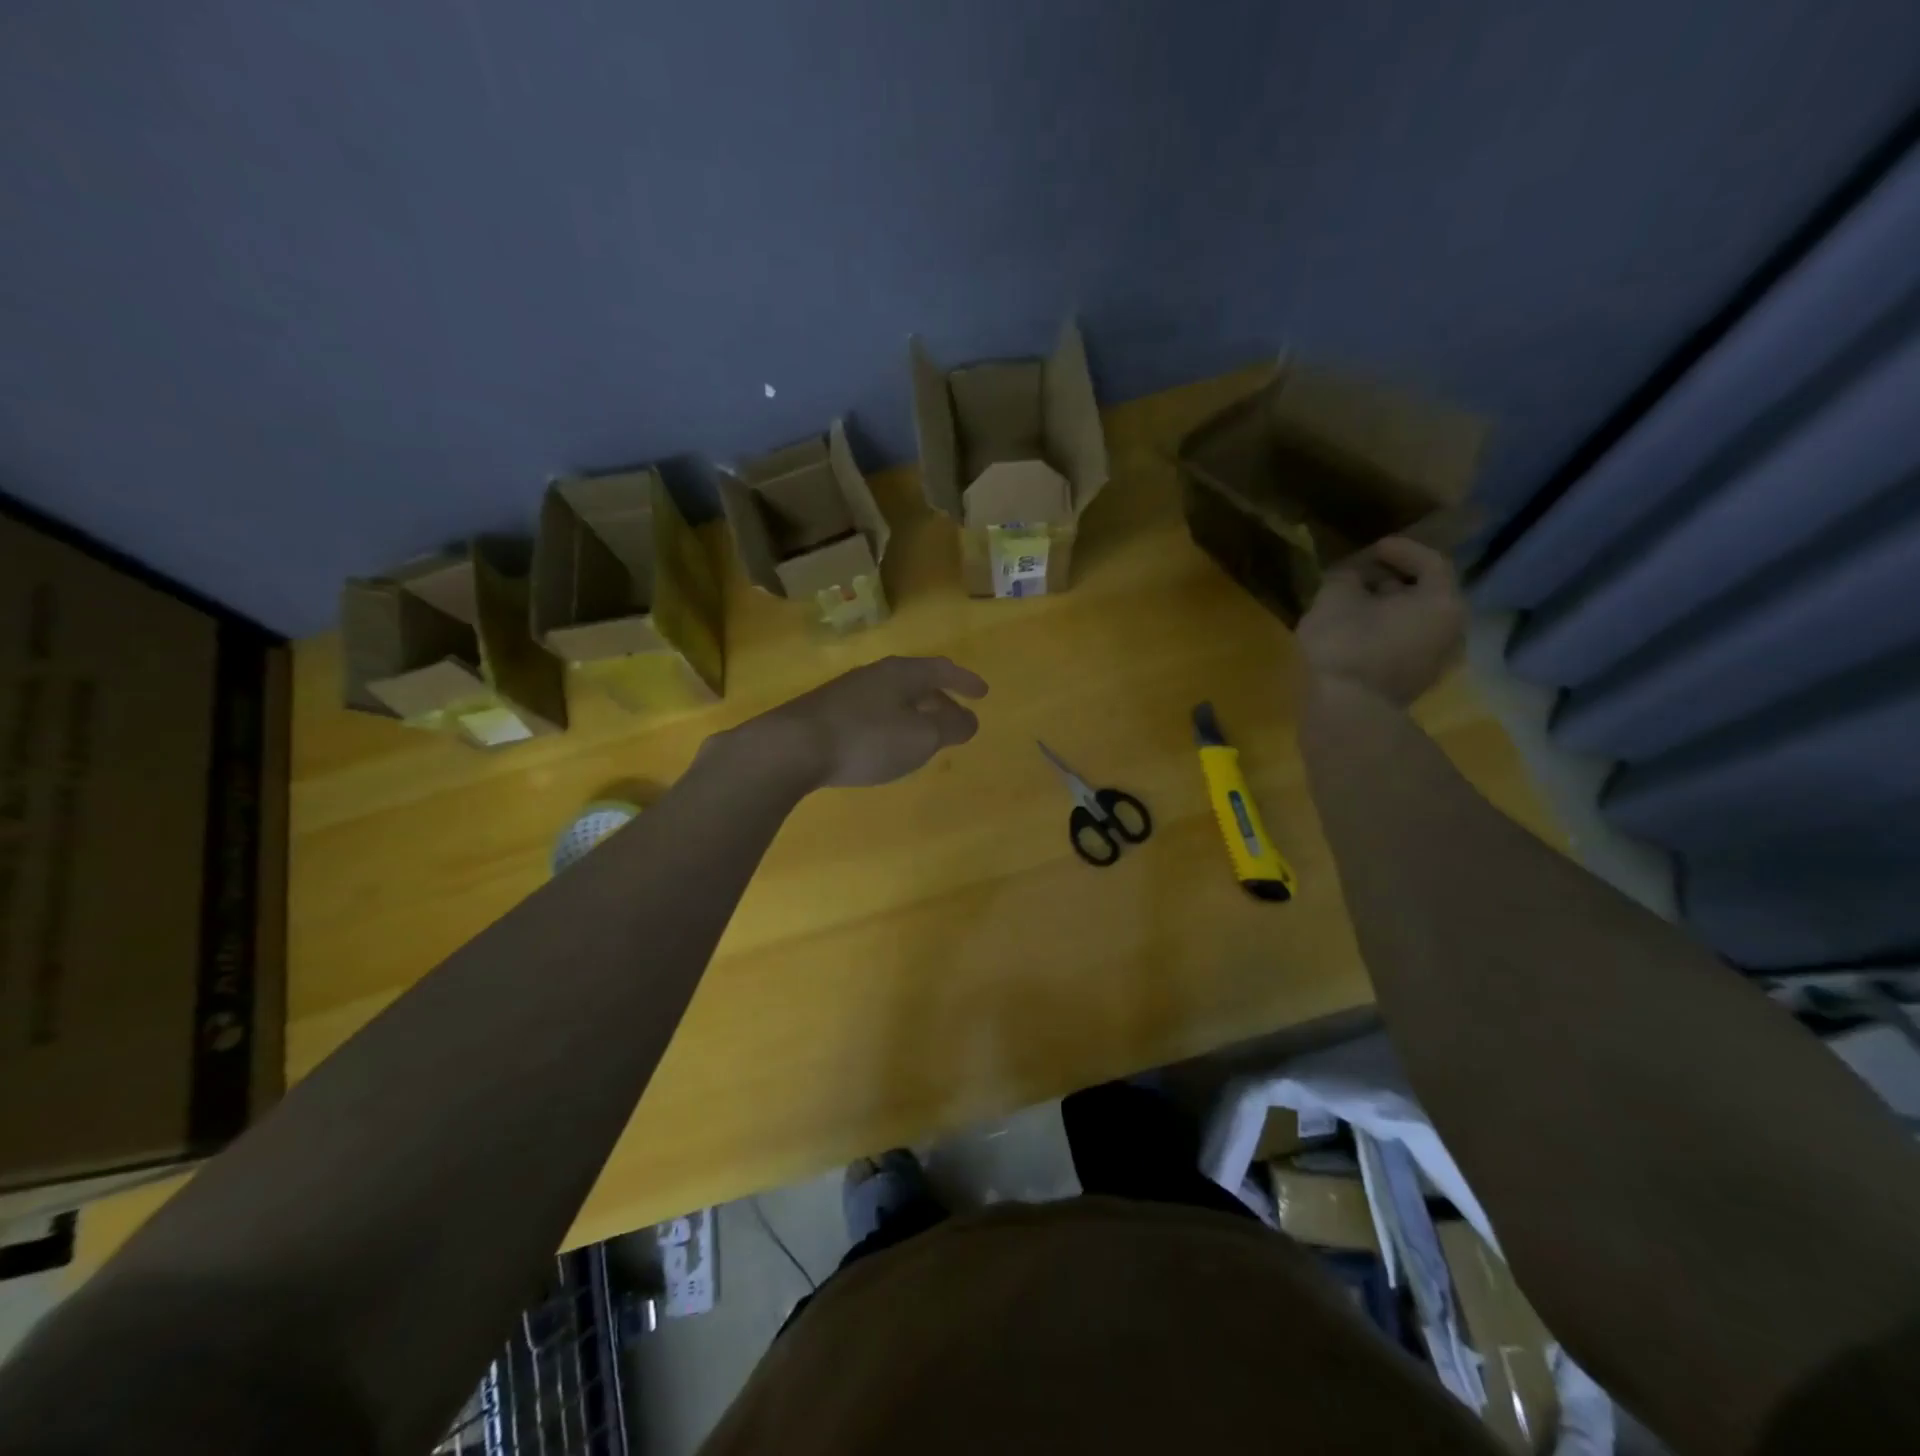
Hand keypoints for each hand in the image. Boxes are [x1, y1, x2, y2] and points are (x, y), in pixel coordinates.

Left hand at [735, 656, 989, 788]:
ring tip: (924, 736)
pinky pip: (871, 714)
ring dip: (914, 715)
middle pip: (915, 683)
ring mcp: (845, 693)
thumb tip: (969, 720)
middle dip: (941, 701)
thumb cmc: (867, 738)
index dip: (965, 681)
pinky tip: (884, 746)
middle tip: (957, 721)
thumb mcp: (921, 736)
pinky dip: (890, 726)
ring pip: (892, 699)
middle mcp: (874, 675)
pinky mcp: (825, 714)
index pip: (941, 669)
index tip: (983, 694)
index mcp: (901, 673)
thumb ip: (950, 727)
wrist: (791, 747)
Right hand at [1296, 537, 1464, 706]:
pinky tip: (1353, 633)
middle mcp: (1450, 630)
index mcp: (1442, 602)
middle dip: (1392, 581)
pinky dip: (1382, 632)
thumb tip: (1352, 576)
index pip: (1431, 562)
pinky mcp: (1412, 684)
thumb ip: (1346, 577)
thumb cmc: (1346, 645)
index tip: (1373, 547)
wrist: (1344, 712)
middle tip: (1359, 576)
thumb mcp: (1335, 598)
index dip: (1401, 550)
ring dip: (1385, 609)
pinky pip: (1402, 645)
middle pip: (1425, 594)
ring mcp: (1435, 662)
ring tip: (1352, 605)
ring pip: (1412, 622)